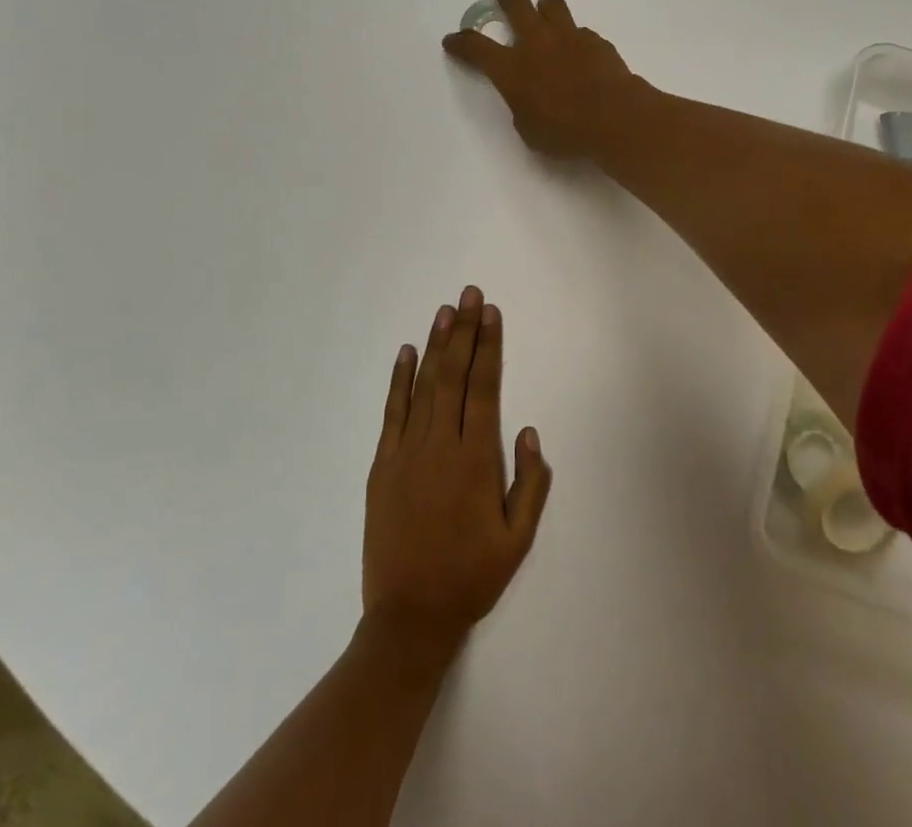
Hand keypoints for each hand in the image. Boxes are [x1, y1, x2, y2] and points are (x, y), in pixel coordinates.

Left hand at [363, 286, 552, 657]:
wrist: (408, 618)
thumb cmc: (470, 577)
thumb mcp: (517, 540)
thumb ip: (530, 484)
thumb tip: (530, 432)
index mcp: (475, 460)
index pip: (484, 388)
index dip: (488, 347)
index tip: (491, 314)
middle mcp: (440, 445)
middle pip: (453, 375)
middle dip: (463, 330)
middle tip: (468, 294)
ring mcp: (406, 453)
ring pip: (423, 386)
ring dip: (435, 345)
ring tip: (444, 311)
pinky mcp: (382, 466)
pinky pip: (392, 413)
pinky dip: (399, 380)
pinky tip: (405, 353)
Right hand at [441, 0, 637, 158]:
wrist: (614, 117)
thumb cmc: (565, 132)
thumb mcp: (529, 129)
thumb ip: (522, 106)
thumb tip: (528, 96)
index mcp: (511, 68)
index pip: (477, 48)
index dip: (462, 43)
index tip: (453, 39)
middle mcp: (536, 43)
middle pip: (516, 8)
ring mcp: (568, 37)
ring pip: (552, 7)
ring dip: (544, 6)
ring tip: (544, 8)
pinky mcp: (595, 41)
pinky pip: (580, 30)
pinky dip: (574, 35)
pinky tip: (578, 46)